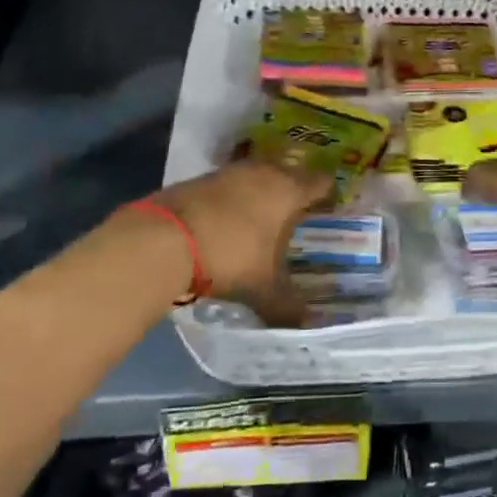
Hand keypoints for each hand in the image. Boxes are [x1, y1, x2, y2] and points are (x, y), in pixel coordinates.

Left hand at [152, 160, 333, 326]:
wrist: (165, 238)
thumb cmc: (230, 256)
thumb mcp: (264, 288)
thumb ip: (288, 305)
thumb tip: (308, 324)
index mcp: (288, 190)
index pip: (320, 182)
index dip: (328, 195)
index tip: (331, 209)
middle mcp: (264, 172)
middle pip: (289, 172)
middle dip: (295, 190)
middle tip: (299, 213)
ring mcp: (230, 172)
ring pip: (258, 175)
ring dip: (262, 191)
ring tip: (264, 217)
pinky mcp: (201, 178)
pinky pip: (230, 184)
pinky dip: (235, 198)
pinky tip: (230, 220)